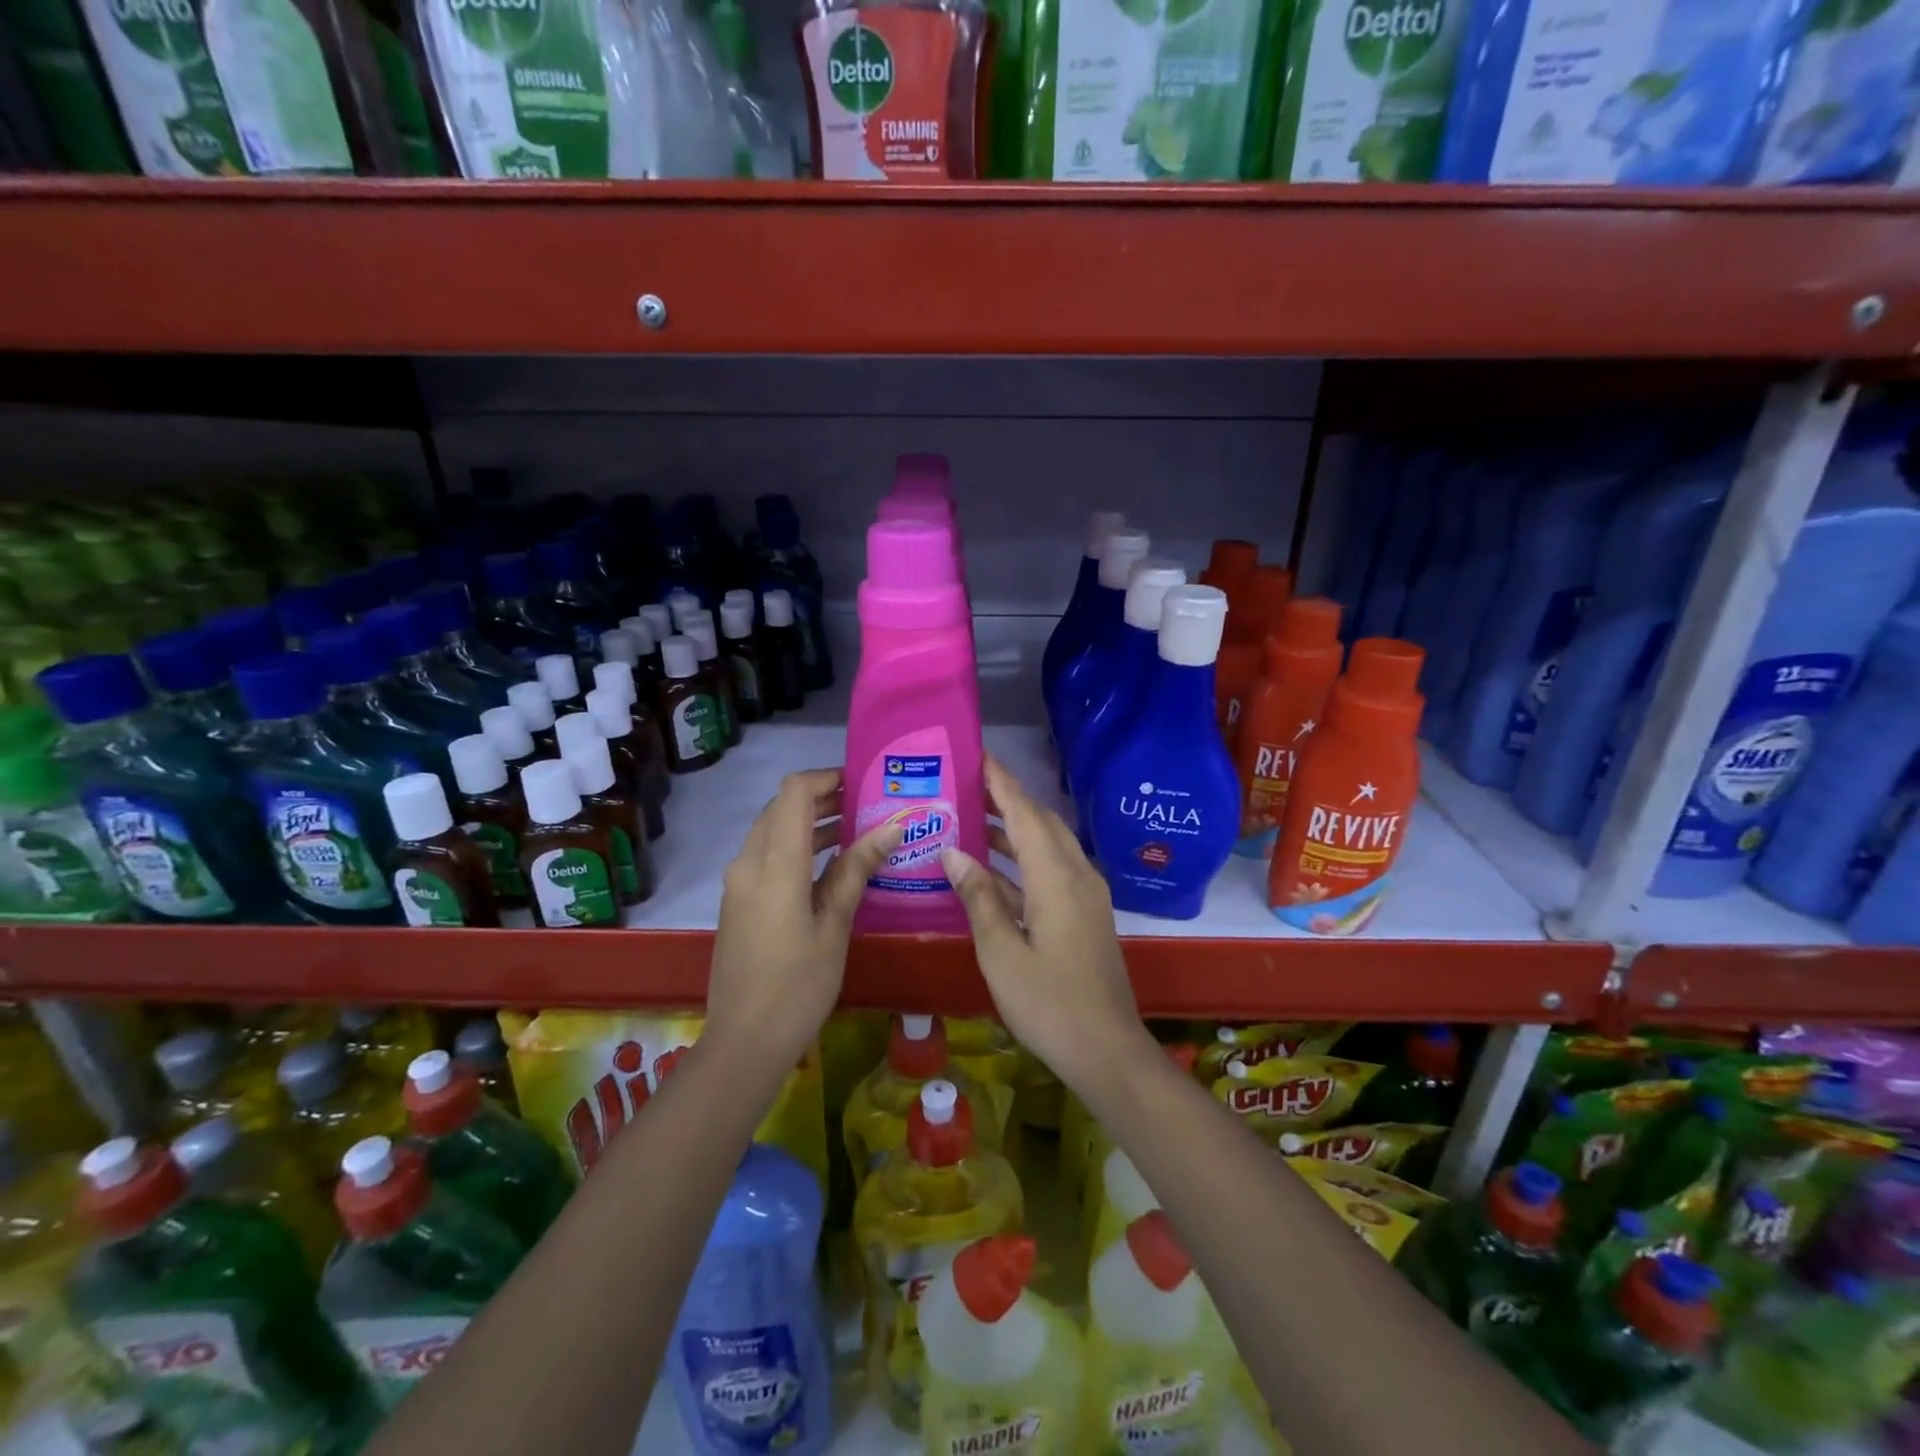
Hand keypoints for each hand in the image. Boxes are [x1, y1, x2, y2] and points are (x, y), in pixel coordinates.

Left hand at [707, 768, 901, 1060]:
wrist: (743, 1041)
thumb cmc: (798, 986)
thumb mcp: (834, 926)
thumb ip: (856, 870)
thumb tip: (891, 828)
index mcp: (775, 865)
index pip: (794, 792)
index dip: (827, 778)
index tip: (862, 784)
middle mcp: (748, 862)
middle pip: (781, 806)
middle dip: (822, 798)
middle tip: (866, 806)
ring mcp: (738, 881)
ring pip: (773, 830)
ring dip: (810, 822)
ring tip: (857, 830)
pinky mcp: (738, 899)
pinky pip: (766, 854)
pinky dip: (796, 846)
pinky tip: (830, 865)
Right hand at [940, 756, 1150, 1090]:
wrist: (1107, 1049)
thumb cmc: (1048, 1003)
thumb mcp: (1000, 952)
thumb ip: (978, 897)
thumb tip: (952, 851)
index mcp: (1056, 877)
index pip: (1024, 813)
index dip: (1001, 782)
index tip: (976, 755)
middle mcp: (1077, 874)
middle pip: (1040, 822)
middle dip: (1006, 799)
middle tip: (966, 786)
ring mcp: (1086, 894)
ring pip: (1048, 845)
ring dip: (1014, 830)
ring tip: (971, 820)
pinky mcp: (1086, 914)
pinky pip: (1052, 870)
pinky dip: (1023, 861)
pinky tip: (992, 871)